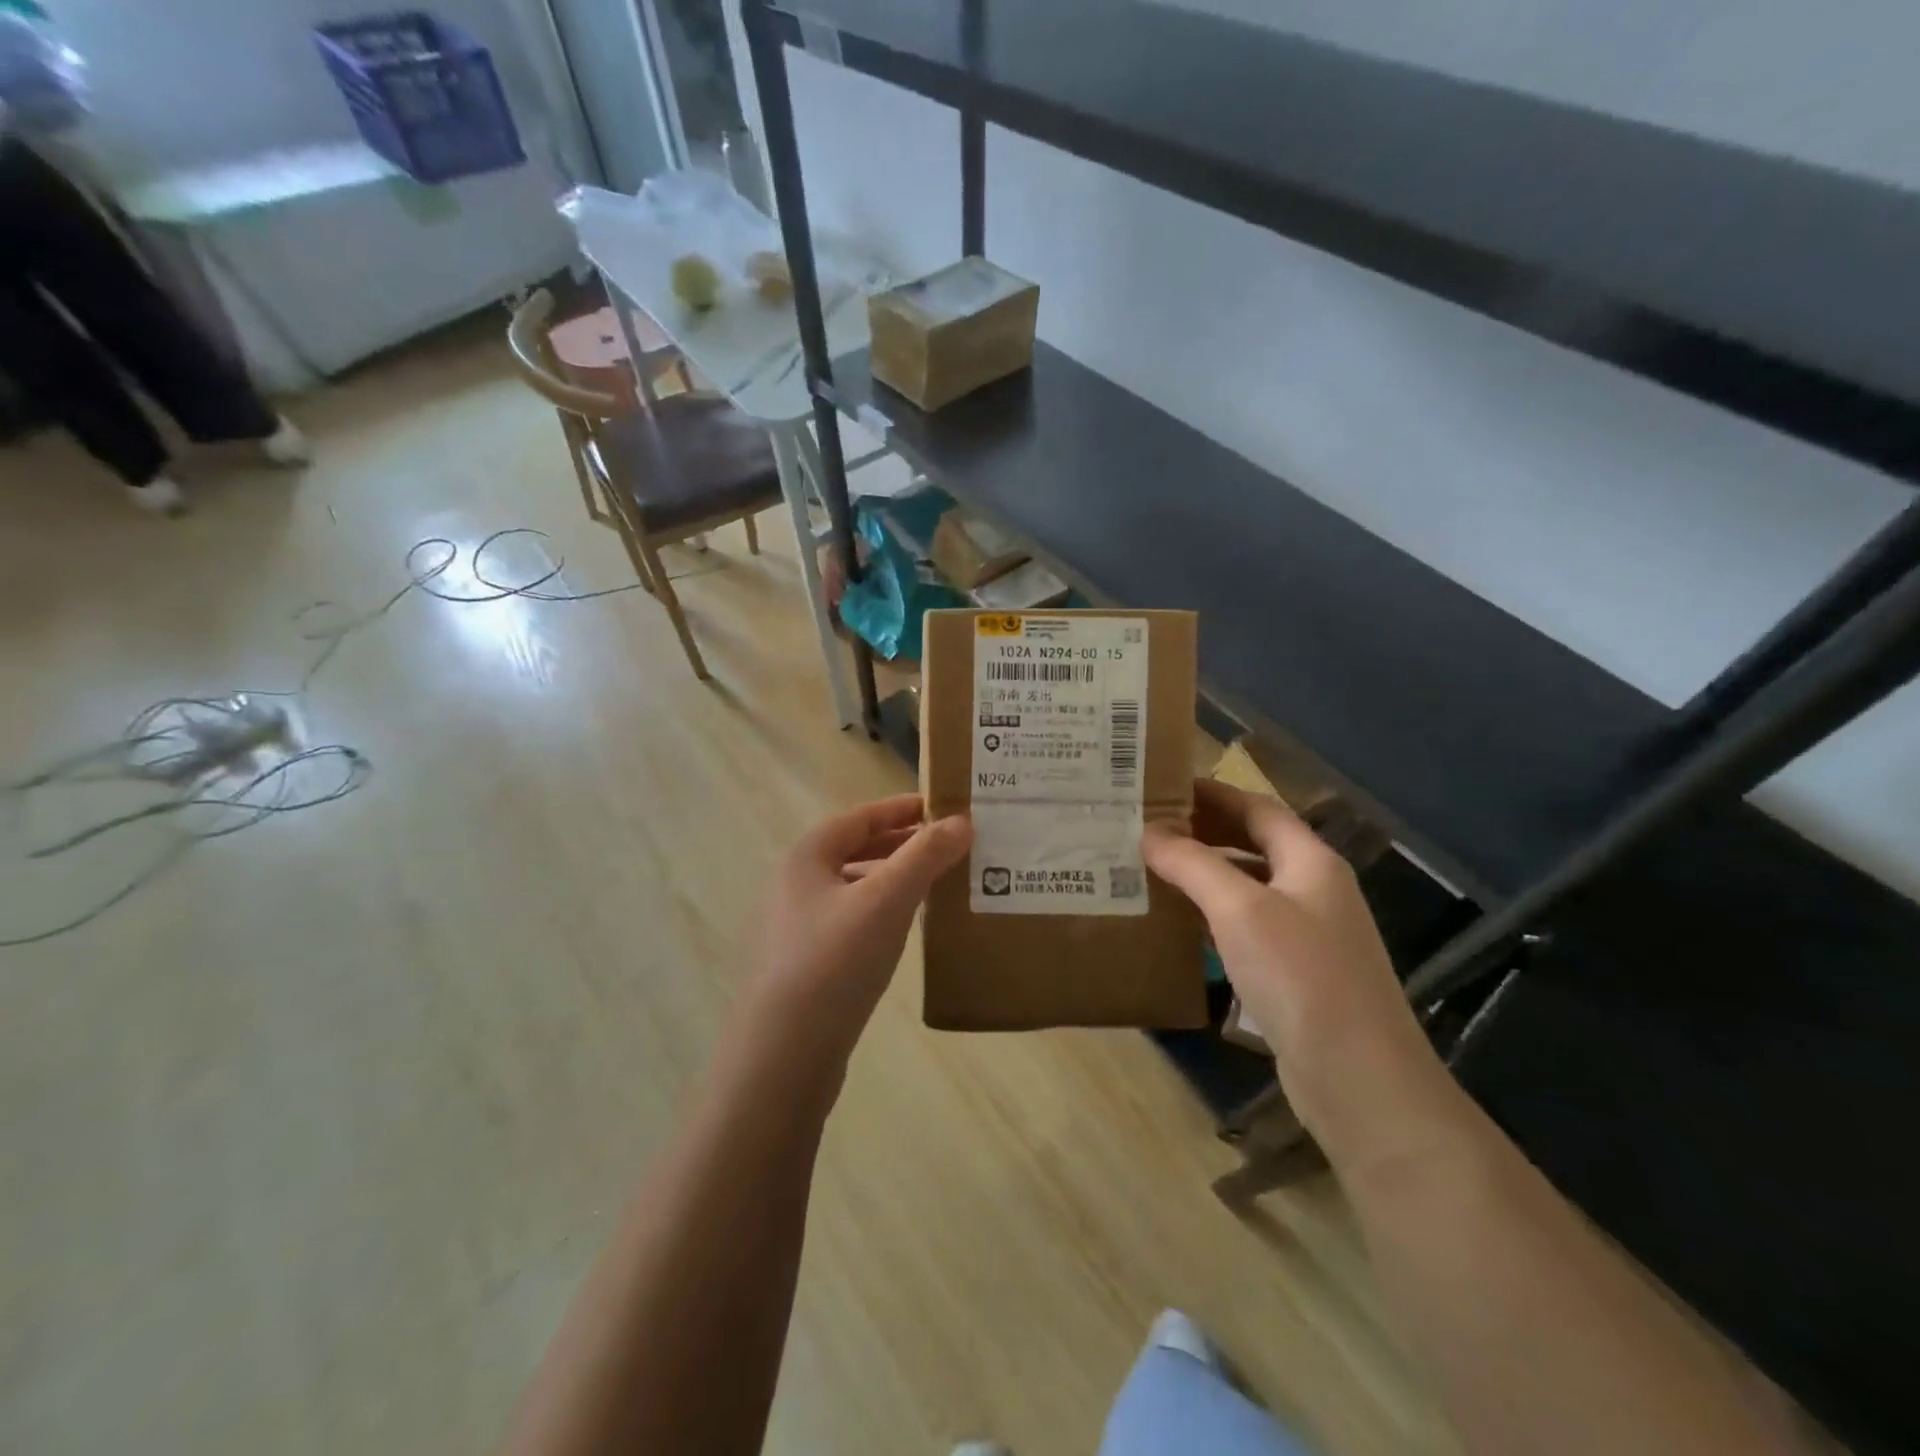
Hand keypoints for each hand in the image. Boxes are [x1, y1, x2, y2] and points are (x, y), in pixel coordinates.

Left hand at [743, 794, 970, 1075]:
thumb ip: (925, 856)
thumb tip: (961, 821)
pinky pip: (847, 921)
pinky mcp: (801, 965)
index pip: (860, 817)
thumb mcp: (887, 900)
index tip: (941, 808)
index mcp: (806, 857)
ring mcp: (792, 927)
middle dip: (899, 845)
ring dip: (890, 880)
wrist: (783, 1055)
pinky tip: (901, 932)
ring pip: (851, 888)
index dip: (901, 809)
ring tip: (932, 887)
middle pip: (853, 850)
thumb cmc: (834, 962)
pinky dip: (878, 913)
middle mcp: (793, 885)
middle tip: (945, 848)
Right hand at [1142, 780, 1430, 1139]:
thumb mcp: (1239, 909)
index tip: (1163, 788)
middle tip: (1149, 828)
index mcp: (1310, 861)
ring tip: (1153, 870)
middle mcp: (1314, 890)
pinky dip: (1213, 917)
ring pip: (1248, 888)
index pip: (1257, 808)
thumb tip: (1149, 833)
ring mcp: (1308, 935)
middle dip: (1204, 832)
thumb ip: (1192, 864)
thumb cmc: (1300, 976)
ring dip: (1205, 876)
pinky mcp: (1297, 974)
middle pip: (1254, 845)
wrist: (1359, 1078)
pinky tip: (1180, 926)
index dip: (1212, 794)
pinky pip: (1248, 928)